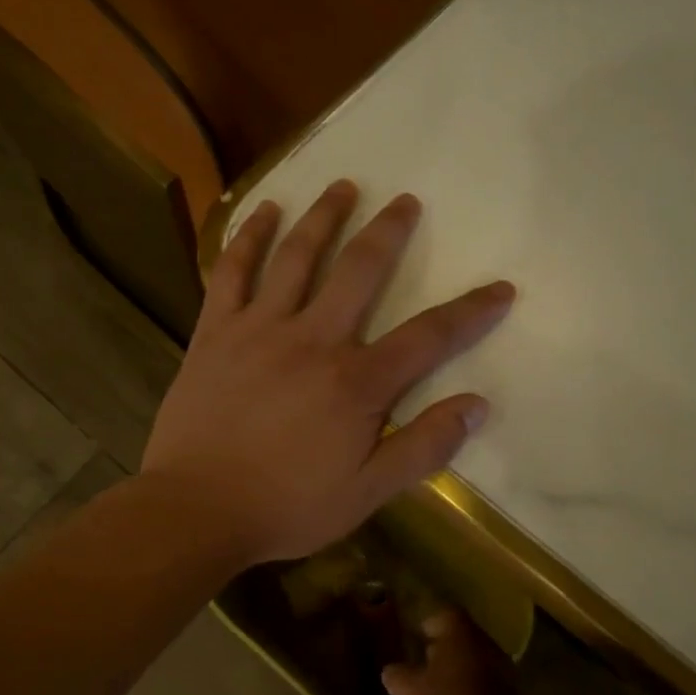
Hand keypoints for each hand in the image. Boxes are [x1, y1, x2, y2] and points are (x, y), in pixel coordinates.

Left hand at [141, 180, 514, 566]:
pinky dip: (249, 237)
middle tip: (406, 202)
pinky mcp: (216, 330)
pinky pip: (232, 271)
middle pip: (360, 270)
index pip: (428, 336)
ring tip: (343, 185)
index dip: (470, 311)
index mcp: (356, 382)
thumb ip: (424, 447)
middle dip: (389, 232)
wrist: (195, 509)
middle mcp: (313, 339)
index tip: (500, 288)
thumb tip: (476, 405)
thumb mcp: (368, 492)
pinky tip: (264, 211)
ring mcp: (260, 328)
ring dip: (324, 216)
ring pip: (298, 256)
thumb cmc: (286, 506)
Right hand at [382, 610, 527, 694]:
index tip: (416, 640)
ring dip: (458, 672)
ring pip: (475, 661)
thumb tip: (391, 670)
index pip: (445, 614)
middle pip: (462, 637)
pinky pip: (487, 684)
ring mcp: (503, 670)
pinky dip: (472, 691)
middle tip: (423, 666)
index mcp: (460, 633)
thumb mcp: (411, 693)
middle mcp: (485, 643)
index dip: (429, 624)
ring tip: (438, 692)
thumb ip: (398, 676)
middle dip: (443, 650)